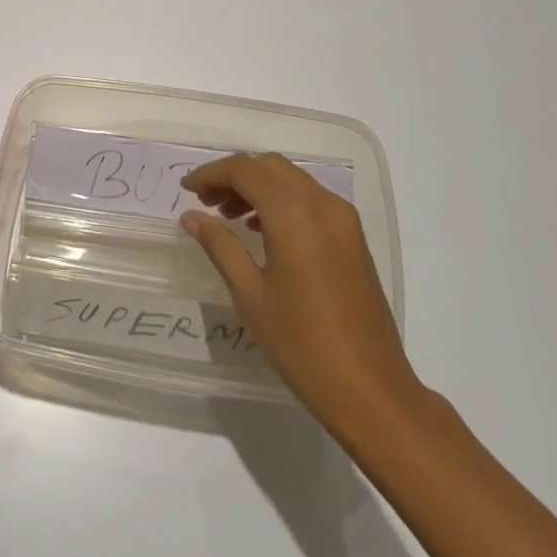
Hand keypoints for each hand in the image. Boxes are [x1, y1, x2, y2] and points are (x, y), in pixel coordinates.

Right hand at [180, 153, 419, 436]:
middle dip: (235, 176)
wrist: (370, 389)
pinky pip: (310, 199)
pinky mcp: (353, 237)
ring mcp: (343, 219)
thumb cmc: (301, 343)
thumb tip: (191, 216)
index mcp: (294, 213)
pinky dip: (282, 201)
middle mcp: (322, 204)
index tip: (186, 189)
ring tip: (228, 216)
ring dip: (258, 186)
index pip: (245, 170)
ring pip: (292, 180)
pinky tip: (262, 230)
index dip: (212, 173)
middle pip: (270, 167)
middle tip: (206, 201)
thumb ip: (220, 245)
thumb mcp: (250, 293)